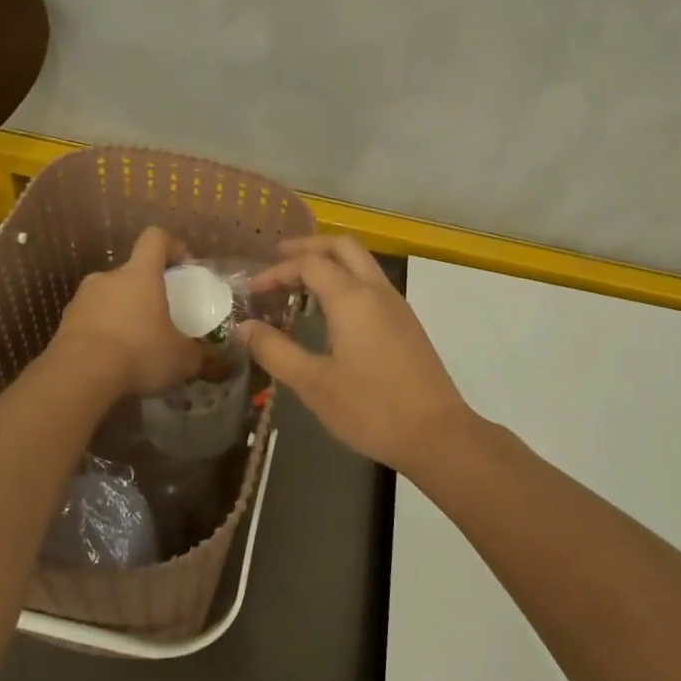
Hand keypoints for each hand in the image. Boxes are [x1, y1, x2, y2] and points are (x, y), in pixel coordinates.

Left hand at [53, 226, 201, 396]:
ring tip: (137, 344)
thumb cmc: (139, 352)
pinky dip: (104, 333)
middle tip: (162, 318)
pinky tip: (113, 359)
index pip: (155, 238)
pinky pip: (91, 320)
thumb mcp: (182, 360)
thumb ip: (204, 359)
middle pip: (132, 272)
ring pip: (110, 297)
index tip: (185, 267)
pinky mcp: (64, 323)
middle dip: (148, 291)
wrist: (78, 376)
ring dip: (124, 313)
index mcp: (140, 274)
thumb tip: (226, 367)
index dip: (172, 246)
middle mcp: (108, 278)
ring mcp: (82, 299)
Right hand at [240, 236, 474, 473]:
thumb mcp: (313, 383)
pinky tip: (331, 311)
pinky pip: (373, 284)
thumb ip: (275, 350)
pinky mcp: (407, 325)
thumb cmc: (370, 408)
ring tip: (300, 284)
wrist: (436, 433)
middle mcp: (377, 291)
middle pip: (343, 246)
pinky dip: (347, 281)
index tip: (253, 291)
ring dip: (330, 262)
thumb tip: (244, 327)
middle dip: (308, 247)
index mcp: (352, 298)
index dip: (277, 271)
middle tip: (278, 260)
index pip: (310, 263)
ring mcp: (397, 306)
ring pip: (362, 263)